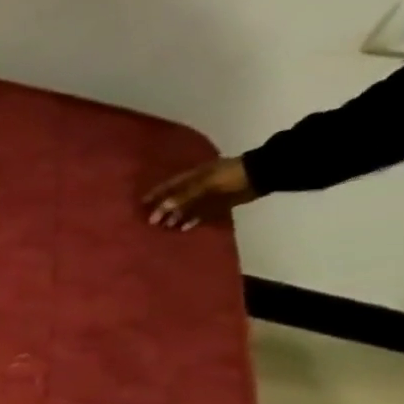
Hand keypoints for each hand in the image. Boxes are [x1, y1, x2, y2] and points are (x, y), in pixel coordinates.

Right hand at [142, 155, 262, 229]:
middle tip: (151, 222)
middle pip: (175, 198)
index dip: (155, 194)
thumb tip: (163, 208)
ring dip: (176, 217)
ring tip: (165, 228)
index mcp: (191, 177)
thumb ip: (184, 195)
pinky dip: (192, 220)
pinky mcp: (218, 203)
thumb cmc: (230, 175)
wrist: (261, 175)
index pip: (168, 186)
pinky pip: (201, 213)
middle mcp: (196, 186)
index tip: (141, 205)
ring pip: (186, 207)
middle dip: (163, 209)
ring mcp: (207, 195)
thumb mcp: (205, 183)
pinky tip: (184, 228)